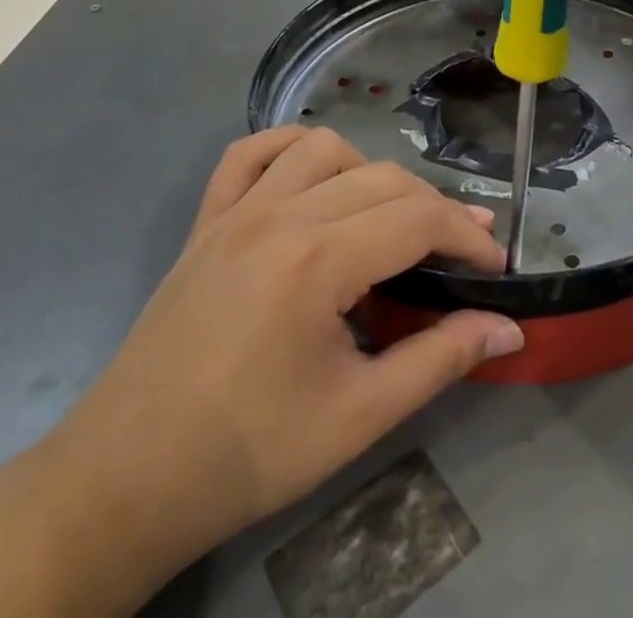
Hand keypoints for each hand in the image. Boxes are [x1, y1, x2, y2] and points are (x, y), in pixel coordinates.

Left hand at [38, 125, 523, 585]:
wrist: (124, 483)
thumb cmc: (247, 455)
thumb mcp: (358, 418)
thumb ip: (440, 360)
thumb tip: (509, 330)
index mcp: (316, 261)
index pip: (417, 218)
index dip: (467, 236)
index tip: (494, 266)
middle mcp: (278, 215)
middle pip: (382, 178)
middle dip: (433, 207)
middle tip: (457, 252)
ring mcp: (235, 211)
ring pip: (323, 148)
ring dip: (368, 172)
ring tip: (384, 220)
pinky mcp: (205, 221)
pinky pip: (249, 153)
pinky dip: (288, 148)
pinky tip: (310, 177)